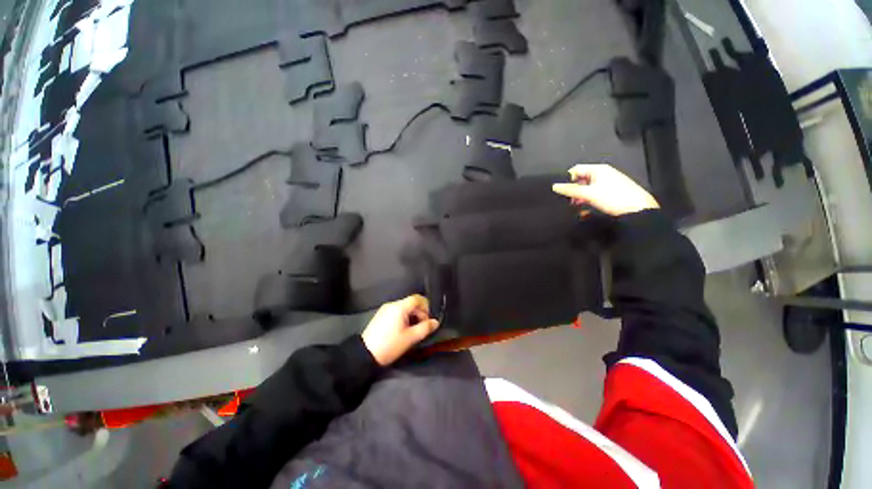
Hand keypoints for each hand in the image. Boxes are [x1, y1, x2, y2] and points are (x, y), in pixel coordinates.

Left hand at [361, 295, 439, 365]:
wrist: (365, 354)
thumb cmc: (390, 345)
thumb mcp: (410, 338)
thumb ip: (425, 328)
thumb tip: (435, 322)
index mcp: (400, 307)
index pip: (417, 298)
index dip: (426, 307)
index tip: (428, 320)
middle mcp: (392, 305)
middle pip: (411, 303)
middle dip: (420, 313)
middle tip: (422, 327)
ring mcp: (385, 309)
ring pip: (404, 307)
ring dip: (412, 316)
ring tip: (413, 330)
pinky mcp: (381, 315)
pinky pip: (397, 311)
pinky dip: (404, 317)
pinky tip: (403, 330)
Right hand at [552, 164, 658, 215]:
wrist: (638, 210)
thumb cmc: (614, 198)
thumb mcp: (588, 194)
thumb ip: (571, 190)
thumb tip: (555, 186)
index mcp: (598, 169)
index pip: (576, 170)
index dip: (568, 179)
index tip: (565, 191)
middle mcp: (603, 174)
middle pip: (581, 179)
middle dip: (574, 190)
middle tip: (571, 201)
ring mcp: (608, 183)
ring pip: (587, 188)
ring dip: (580, 197)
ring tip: (578, 206)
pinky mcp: (611, 192)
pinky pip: (595, 194)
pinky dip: (589, 200)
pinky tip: (587, 209)